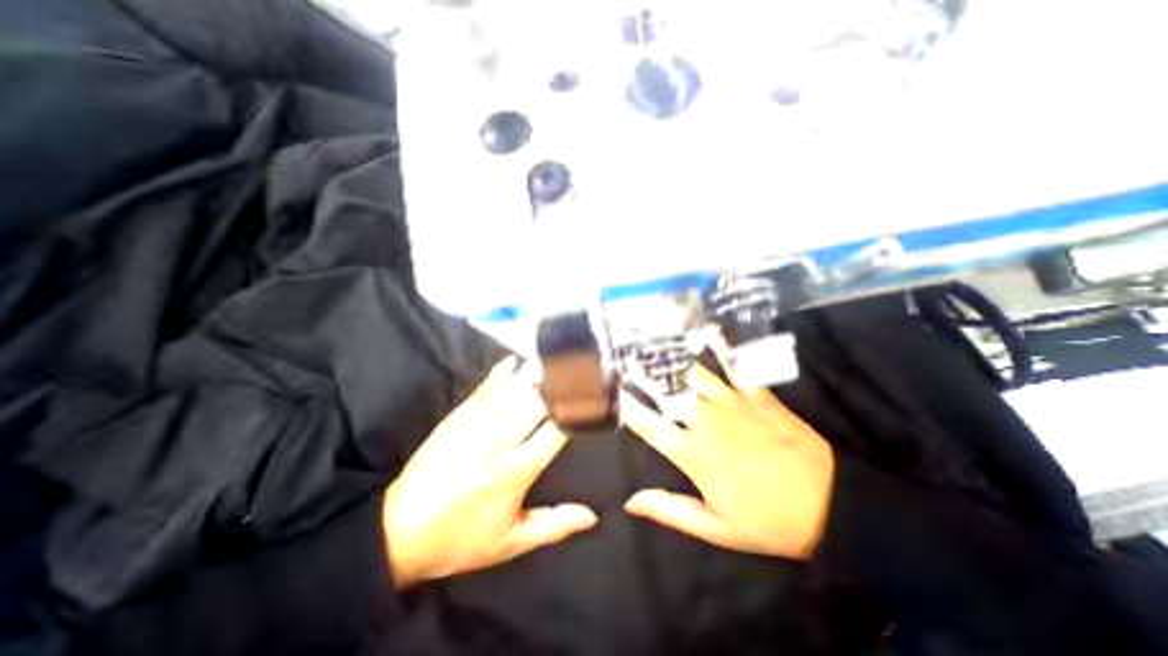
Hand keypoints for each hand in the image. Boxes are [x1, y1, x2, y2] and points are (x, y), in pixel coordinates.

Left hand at [387, 360, 596, 588]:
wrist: (398, 531)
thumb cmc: (459, 539)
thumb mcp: (510, 542)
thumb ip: (553, 525)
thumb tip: (592, 516)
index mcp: (514, 471)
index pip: (556, 431)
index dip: (577, 412)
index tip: (592, 399)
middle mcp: (498, 440)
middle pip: (537, 403)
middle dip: (560, 385)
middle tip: (579, 370)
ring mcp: (475, 425)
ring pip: (513, 391)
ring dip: (535, 373)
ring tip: (555, 358)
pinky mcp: (457, 418)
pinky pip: (483, 390)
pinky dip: (500, 373)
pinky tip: (514, 361)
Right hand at [615, 365, 834, 558]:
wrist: (830, 505)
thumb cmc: (768, 520)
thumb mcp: (716, 528)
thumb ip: (670, 509)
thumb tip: (631, 501)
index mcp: (693, 454)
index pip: (650, 426)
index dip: (630, 410)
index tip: (617, 396)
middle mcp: (706, 422)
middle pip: (668, 394)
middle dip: (644, 377)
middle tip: (627, 361)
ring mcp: (732, 403)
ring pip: (694, 375)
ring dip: (672, 359)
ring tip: (654, 344)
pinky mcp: (757, 394)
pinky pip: (735, 365)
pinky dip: (721, 347)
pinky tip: (708, 331)